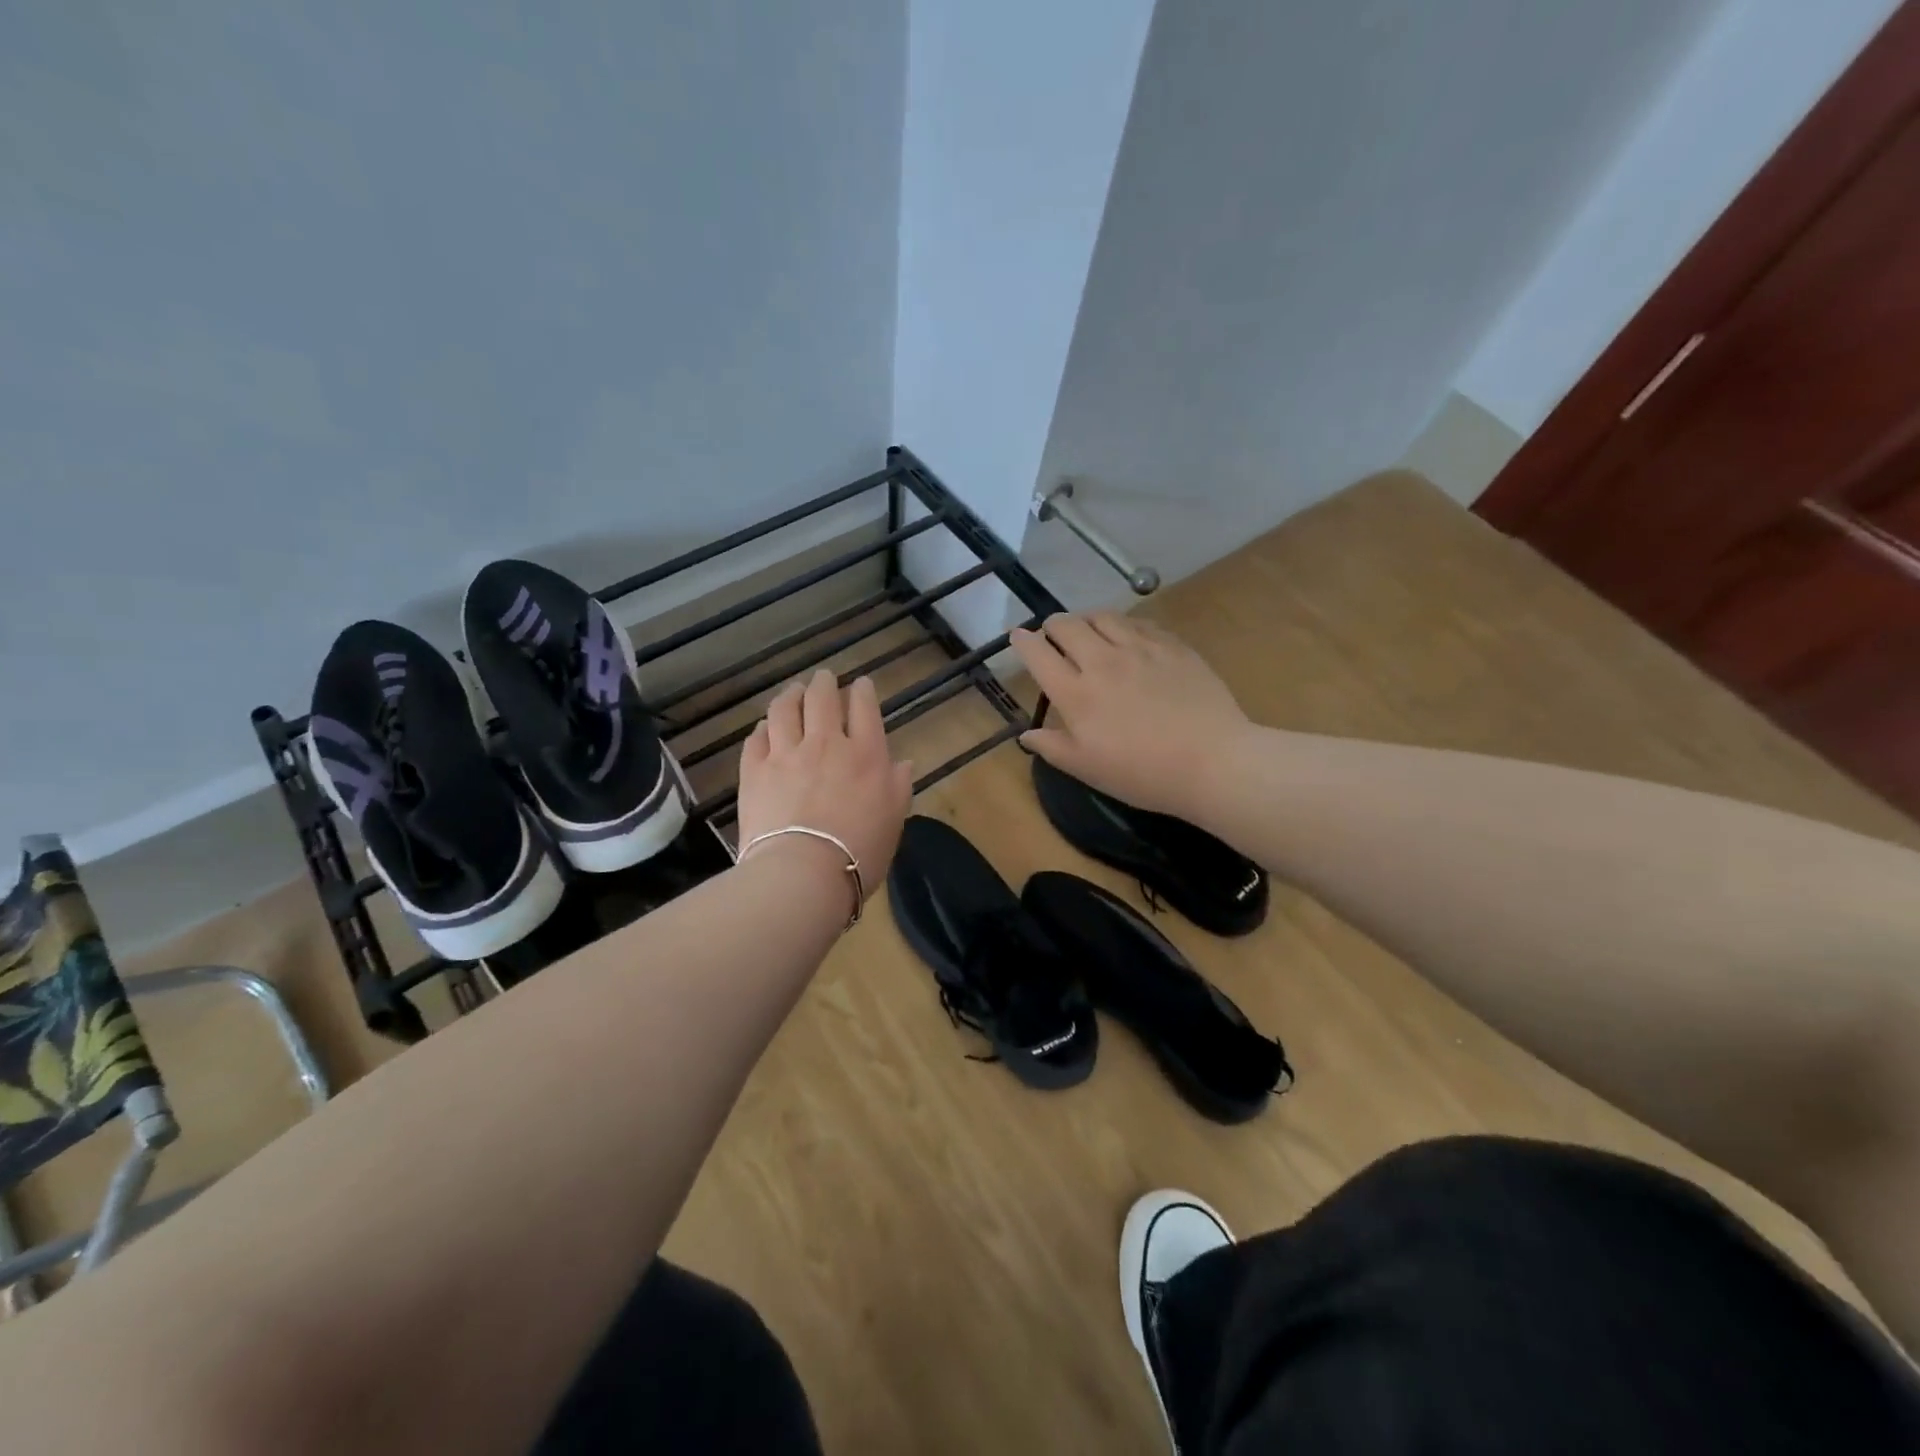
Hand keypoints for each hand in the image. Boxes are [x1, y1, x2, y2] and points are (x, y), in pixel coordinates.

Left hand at [736, 669, 914, 895]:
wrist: (802, 873)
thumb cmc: (859, 852)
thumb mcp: (894, 821)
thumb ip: (898, 787)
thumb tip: (903, 763)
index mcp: (865, 754)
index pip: (864, 708)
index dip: (863, 691)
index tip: (861, 685)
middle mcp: (825, 743)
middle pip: (822, 698)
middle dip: (824, 683)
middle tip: (824, 678)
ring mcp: (786, 754)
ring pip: (785, 709)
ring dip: (790, 695)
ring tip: (792, 691)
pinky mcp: (755, 771)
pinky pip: (756, 738)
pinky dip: (763, 728)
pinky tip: (765, 728)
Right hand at [1010, 612, 1250, 816]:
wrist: (1212, 761)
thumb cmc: (1143, 774)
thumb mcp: (1088, 769)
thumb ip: (1052, 747)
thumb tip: (1026, 734)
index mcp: (1076, 693)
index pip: (1039, 654)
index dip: (1023, 642)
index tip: (1018, 637)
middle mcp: (1102, 661)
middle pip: (1067, 625)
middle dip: (1052, 626)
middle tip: (1053, 635)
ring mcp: (1140, 648)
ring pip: (1102, 616)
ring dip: (1086, 619)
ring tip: (1087, 630)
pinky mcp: (1172, 645)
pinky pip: (1138, 622)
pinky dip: (1122, 625)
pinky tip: (1127, 636)